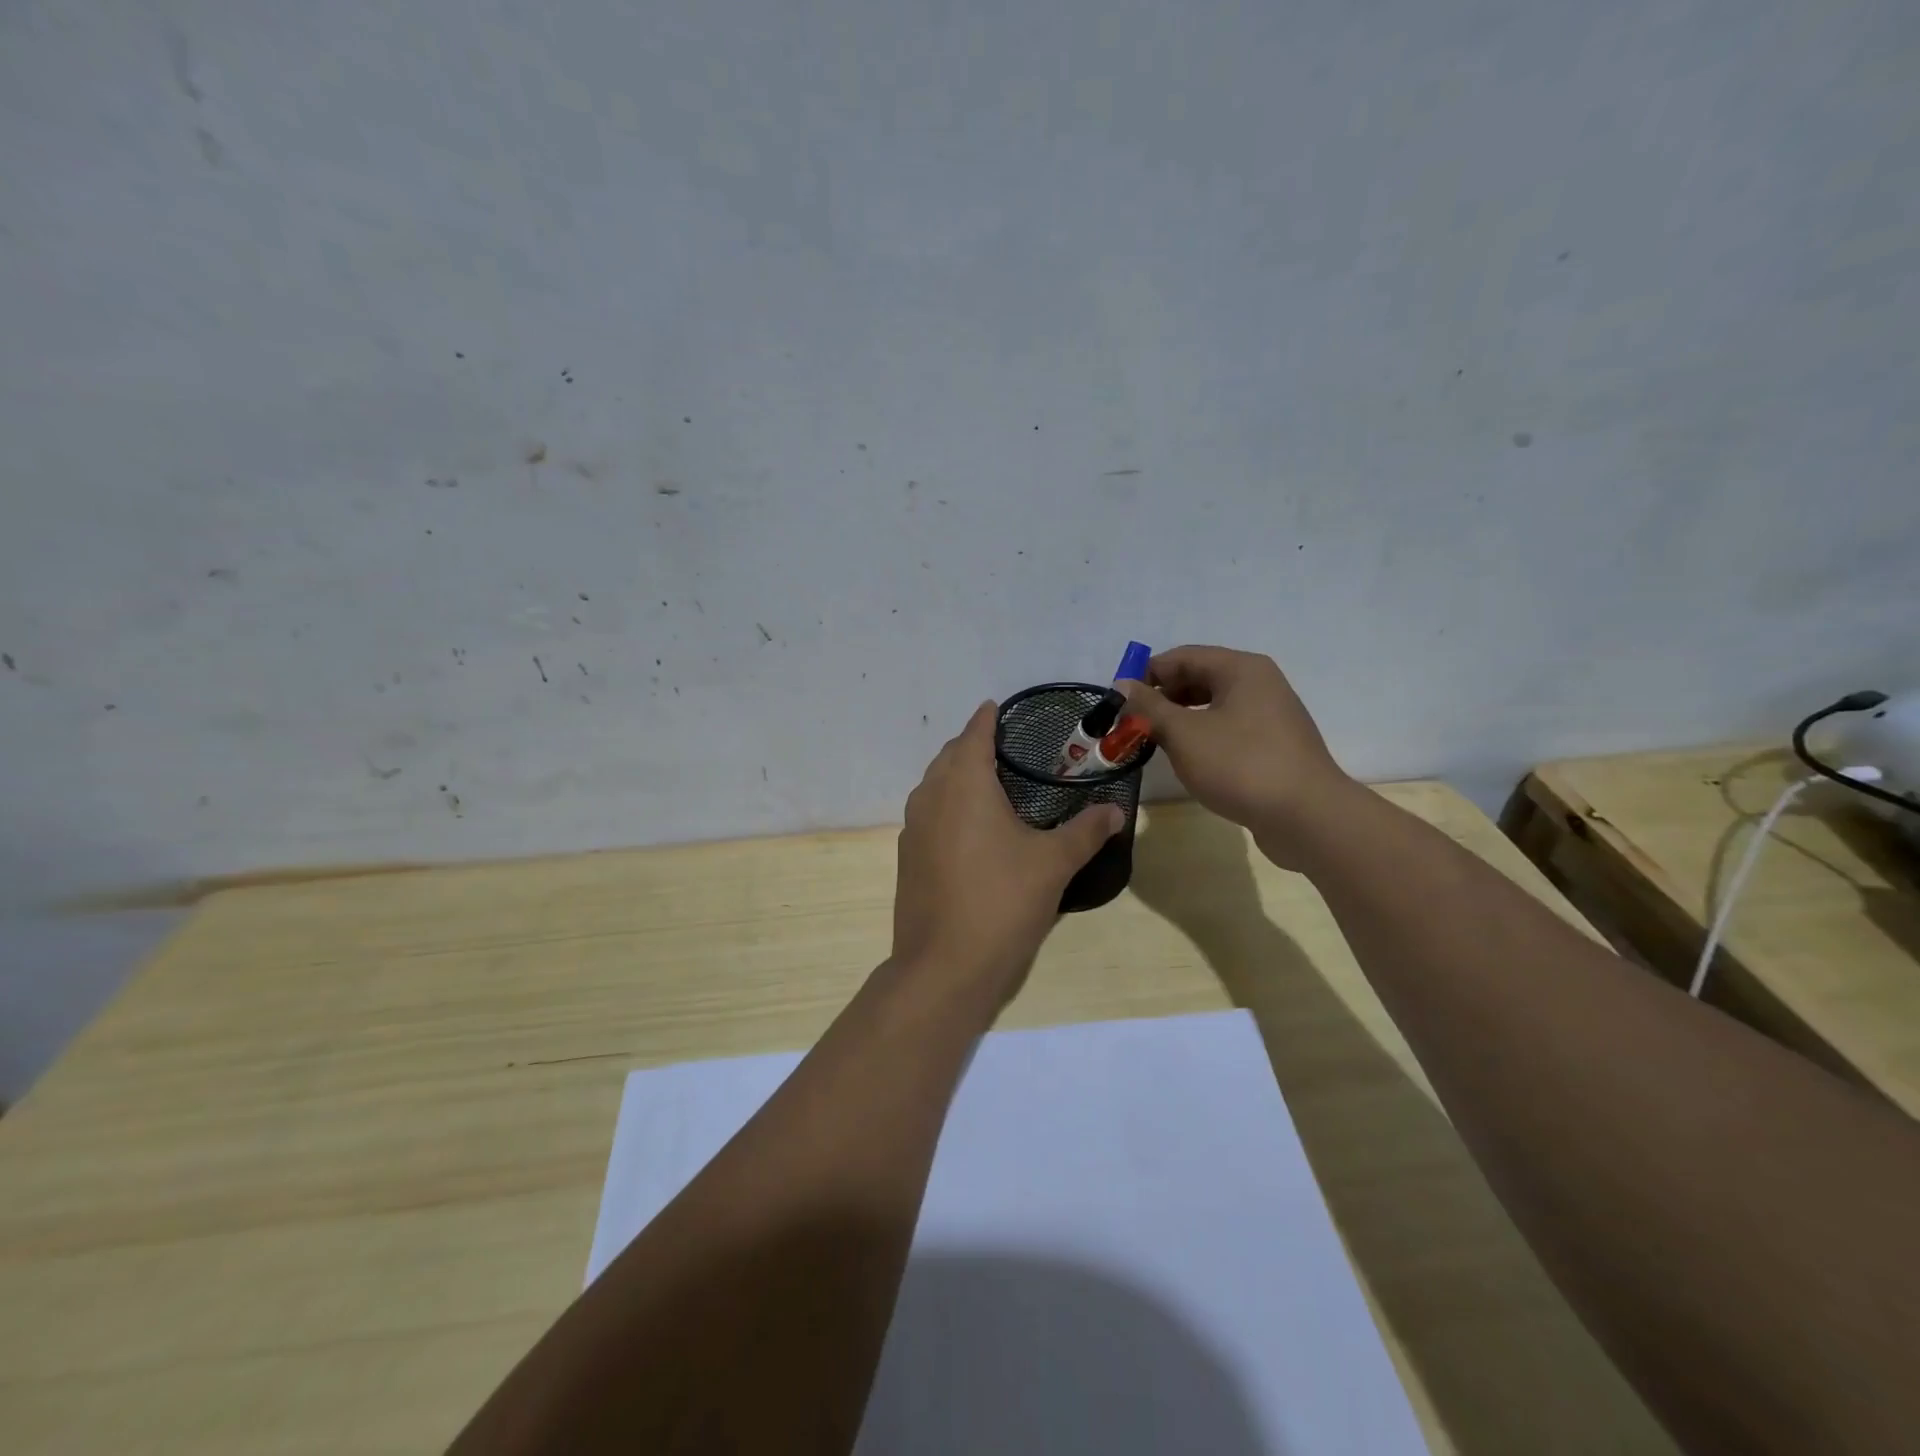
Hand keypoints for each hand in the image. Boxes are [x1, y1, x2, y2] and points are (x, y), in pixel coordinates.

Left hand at [892, 701, 1123, 1001]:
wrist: (944, 965)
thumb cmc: (1002, 901)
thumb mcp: (1054, 863)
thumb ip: (1086, 831)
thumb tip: (1115, 810)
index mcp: (963, 784)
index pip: (974, 734)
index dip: (988, 718)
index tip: (1000, 708)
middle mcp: (931, 796)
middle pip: (950, 756)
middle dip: (973, 745)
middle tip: (1006, 748)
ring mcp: (913, 827)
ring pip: (934, 785)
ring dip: (957, 775)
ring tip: (990, 783)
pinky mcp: (908, 856)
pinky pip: (928, 813)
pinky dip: (948, 804)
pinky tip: (971, 827)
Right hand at [1119, 646, 1355, 868]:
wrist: (1308, 818)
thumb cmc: (1241, 766)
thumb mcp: (1184, 734)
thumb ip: (1149, 707)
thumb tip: (1122, 685)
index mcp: (1240, 669)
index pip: (1182, 657)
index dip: (1146, 675)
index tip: (1118, 702)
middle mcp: (1259, 683)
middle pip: (1198, 678)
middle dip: (1161, 699)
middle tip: (1132, 725)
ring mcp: (1270, 715)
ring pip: (1212, 706)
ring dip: (1179, 720)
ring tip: (1153, 743)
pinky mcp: (1273, 745)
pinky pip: (1227, 729)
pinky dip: (1202, 736)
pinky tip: (1187, 760)